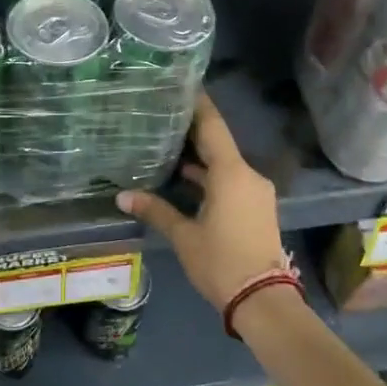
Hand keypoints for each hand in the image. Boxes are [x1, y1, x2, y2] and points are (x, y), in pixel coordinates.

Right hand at [116, 93, 285, 312]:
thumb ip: (156, 211)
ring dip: (200, 157)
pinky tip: (186, 178)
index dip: (198, 104)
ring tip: (168, 144)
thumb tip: (123, 196)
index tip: (183, 84)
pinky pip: (231, 181)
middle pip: (218, 143)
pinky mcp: (256, 208)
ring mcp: (255, 192)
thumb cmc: (221, 262)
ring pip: (224, 164)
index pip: (213, 126)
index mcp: (231, 173)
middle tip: (164, 114)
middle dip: (193, 130)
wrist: (263, 300)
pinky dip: (210, 176)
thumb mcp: (184, 236)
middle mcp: (247, 175)